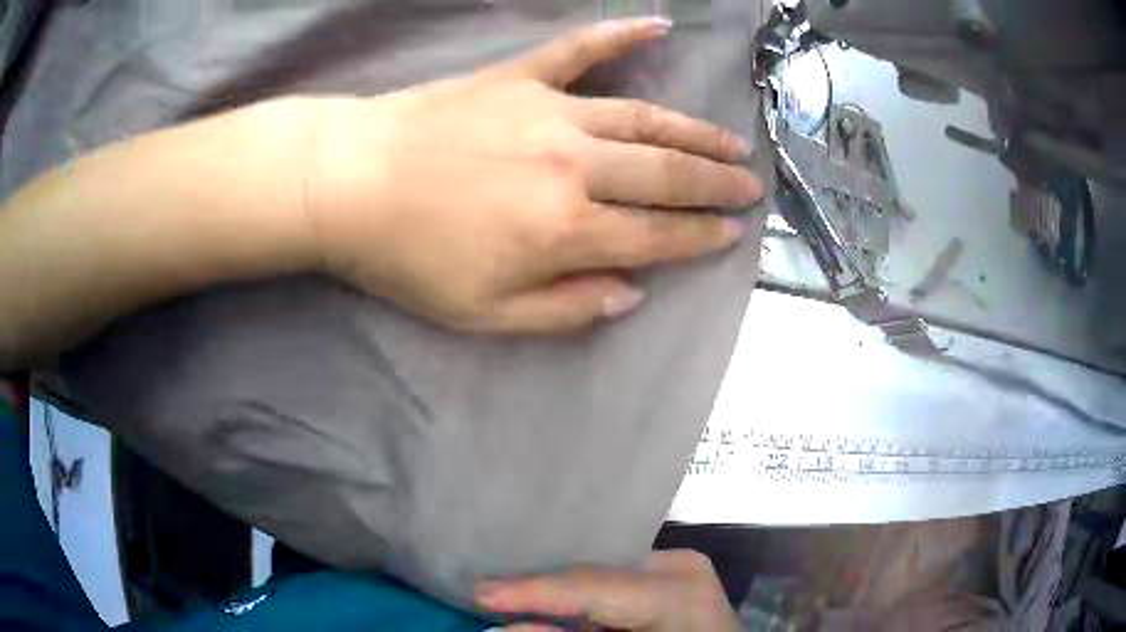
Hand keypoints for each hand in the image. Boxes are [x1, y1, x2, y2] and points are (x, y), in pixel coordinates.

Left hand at [305, 17, 762, 333]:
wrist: (348, 183)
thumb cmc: (407, 257)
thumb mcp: (482, 314)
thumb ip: (563, 311)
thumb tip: (628, 295)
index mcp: (565, 229)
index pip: (655, 236)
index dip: (699, 238)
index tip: (731, 235)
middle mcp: (573, 165)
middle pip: (665, 174)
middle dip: (715, 183)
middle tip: (749, 185)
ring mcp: (549, 111)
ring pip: (644, 119)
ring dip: (694, 131)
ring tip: (731, 141)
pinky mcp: (519, 77)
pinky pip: (580, 50)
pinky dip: (620, 35)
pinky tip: (659, 27)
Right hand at [475, 550, 739, 630]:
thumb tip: (503, 628)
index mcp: (676, 589)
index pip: (591, 584)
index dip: (532, 590)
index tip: (479, 592)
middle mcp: (676, 567)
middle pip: (592, 574)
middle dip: (540, 588)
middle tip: (486, 593)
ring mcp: (677, 568)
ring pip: (600, 575)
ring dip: (557, 592)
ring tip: (506, 594)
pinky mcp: (671, 578)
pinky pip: (614, 583)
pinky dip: (581, 598)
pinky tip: (548, 602)